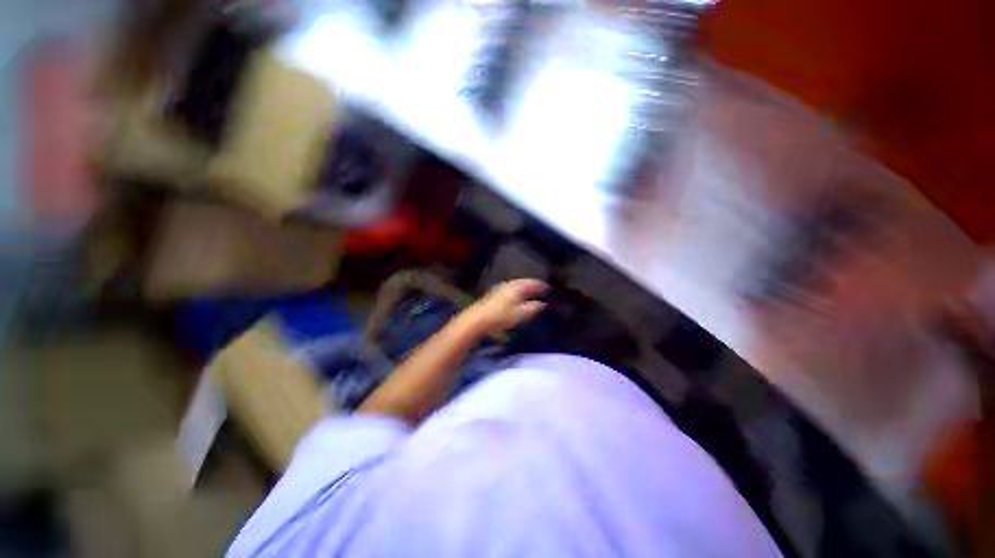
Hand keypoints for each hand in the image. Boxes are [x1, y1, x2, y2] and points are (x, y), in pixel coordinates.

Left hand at [462, 279, 547, 336]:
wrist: (479, 318)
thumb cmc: (502, 316)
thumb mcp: (521, 314)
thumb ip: (533, 308)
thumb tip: (542, 304)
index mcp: (517, 287)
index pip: (532, 283)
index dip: (541, 285)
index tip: (548, 288)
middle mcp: (509, 284)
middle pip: (523, 282)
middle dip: (532, 285)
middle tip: (540, 288)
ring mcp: (500, 288)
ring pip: (516, 285)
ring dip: (524, 287)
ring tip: (530, 292)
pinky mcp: (494, 294)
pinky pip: (510, 288)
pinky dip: (517, 290)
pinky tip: (517, 297)